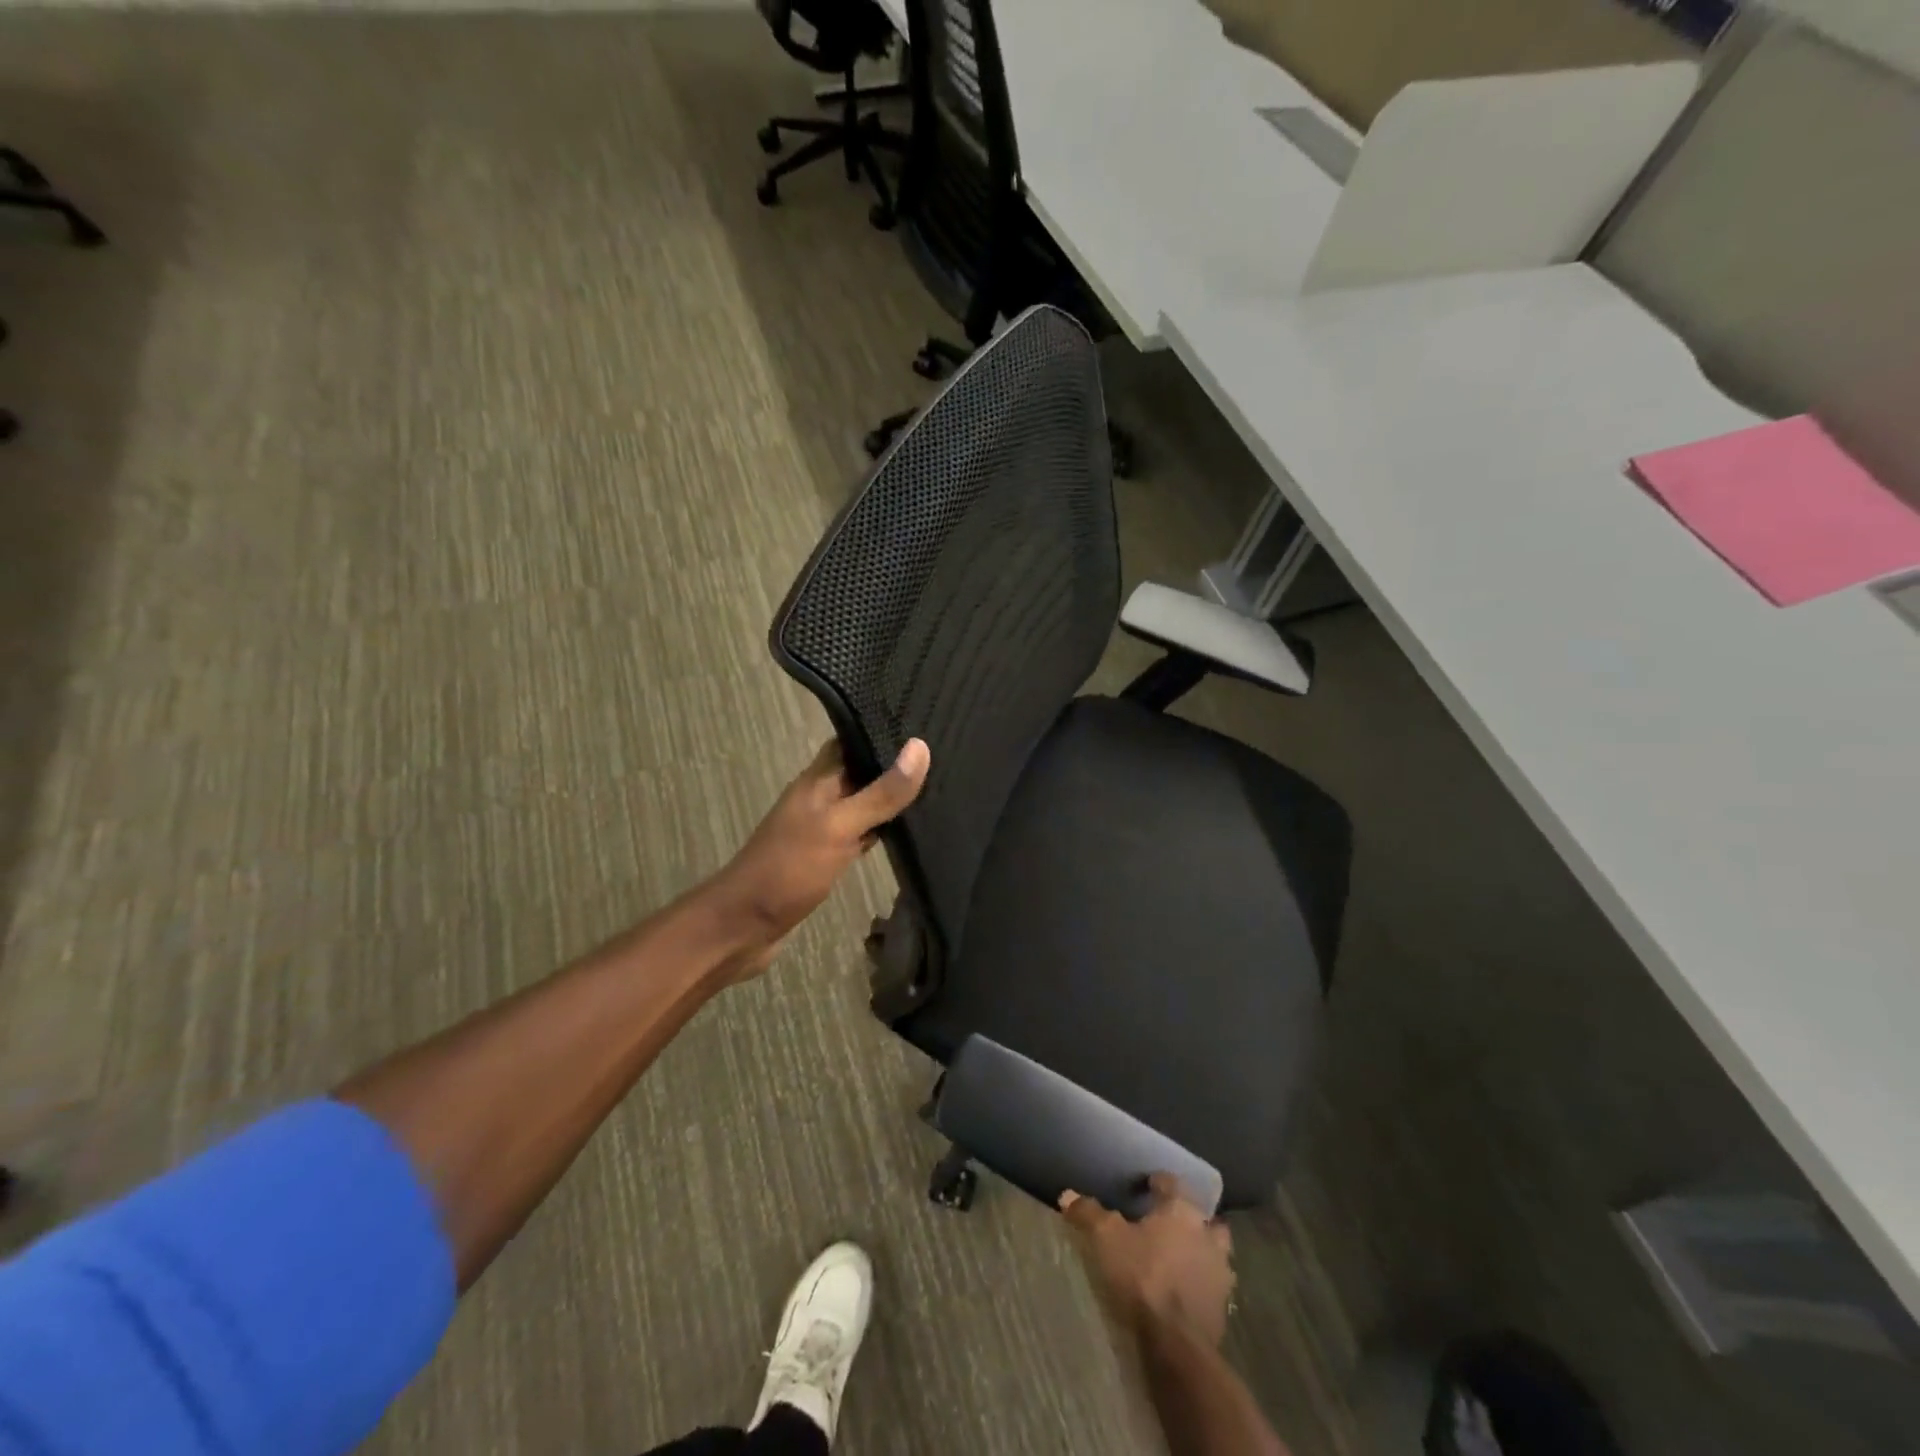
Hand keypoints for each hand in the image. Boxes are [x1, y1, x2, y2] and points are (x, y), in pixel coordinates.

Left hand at [704, 737, 929, 978]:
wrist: (743, 927)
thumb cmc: (789, 870)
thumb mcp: (840, 827)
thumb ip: (881, 793)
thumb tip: (920, 748)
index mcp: (818, 780)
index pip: (852, 740)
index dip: (883, 729)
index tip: (923, 721)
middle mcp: (819, 798)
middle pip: (860, 771)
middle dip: (893, 764)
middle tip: (942, 755)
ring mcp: (821, 829)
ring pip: (862, 803)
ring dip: (890, 798)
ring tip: (935, 786)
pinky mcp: (826, 857)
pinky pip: (859, 834)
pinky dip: (880, 830)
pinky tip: (908, 832)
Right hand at [1061, 1175, 1234, 1346]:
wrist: (1178, 1343)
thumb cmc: (1143, 1277)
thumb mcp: (1106, 1239)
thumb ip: (1089, 1214)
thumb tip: (1067, 1194)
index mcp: (1182, 1210)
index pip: (1172, 1183)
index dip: (1158, 1182)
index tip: (1146, 1185)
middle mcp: (1207, 1234)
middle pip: (1204, 1217)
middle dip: (1191, 1218)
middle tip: (1170, 1222)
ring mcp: (1220, 1272)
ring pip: (1215, 1251)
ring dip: (1202, 1250)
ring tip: (1181, 1257)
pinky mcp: (1223, 1306)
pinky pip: (1214, 1284)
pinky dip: (1202, 1282)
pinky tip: (1186, 1290)